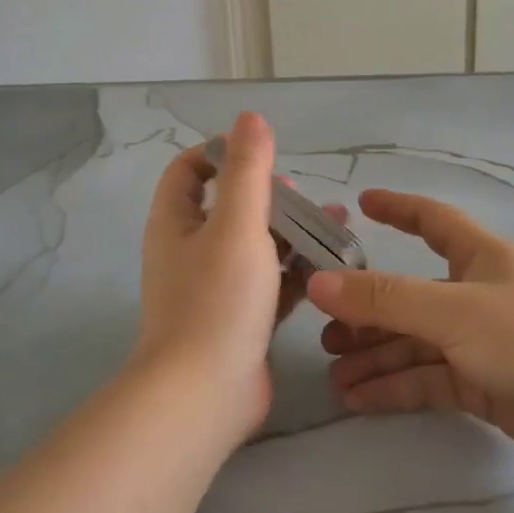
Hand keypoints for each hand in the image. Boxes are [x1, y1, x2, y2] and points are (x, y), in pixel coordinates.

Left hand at [133, 113, 336, 442]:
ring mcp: (216, 289)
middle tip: (304, 196)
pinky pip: (271, 285)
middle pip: (229, 208)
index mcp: (177, 223)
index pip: (189, 171)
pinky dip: (297, 272)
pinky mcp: (241, 321)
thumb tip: (251, 117)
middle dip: (270, 196)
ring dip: (291, 233)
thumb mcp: (236, 224)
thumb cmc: (217, 300)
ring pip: (256, 247)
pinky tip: (332, 266)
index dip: (220, 153)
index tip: (261, 151)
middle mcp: (191, 252)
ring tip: (336, 224)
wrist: (204, 395)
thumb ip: (247, 169)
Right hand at [307, 190, 513, 475]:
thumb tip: (318, 282)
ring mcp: (483, 344)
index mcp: (478, 258)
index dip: (399, 209)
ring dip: (377, 358)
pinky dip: (397, 389)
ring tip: (335, 377)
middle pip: (411, 296)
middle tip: (326, 333)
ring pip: (417, 344)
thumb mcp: (452, 311)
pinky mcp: (488, 387)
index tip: (362, 205)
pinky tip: (360, 400)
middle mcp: (478, 295)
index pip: (432, 221)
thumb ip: (384, 299)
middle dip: (369, 311)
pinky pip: (431, 381)